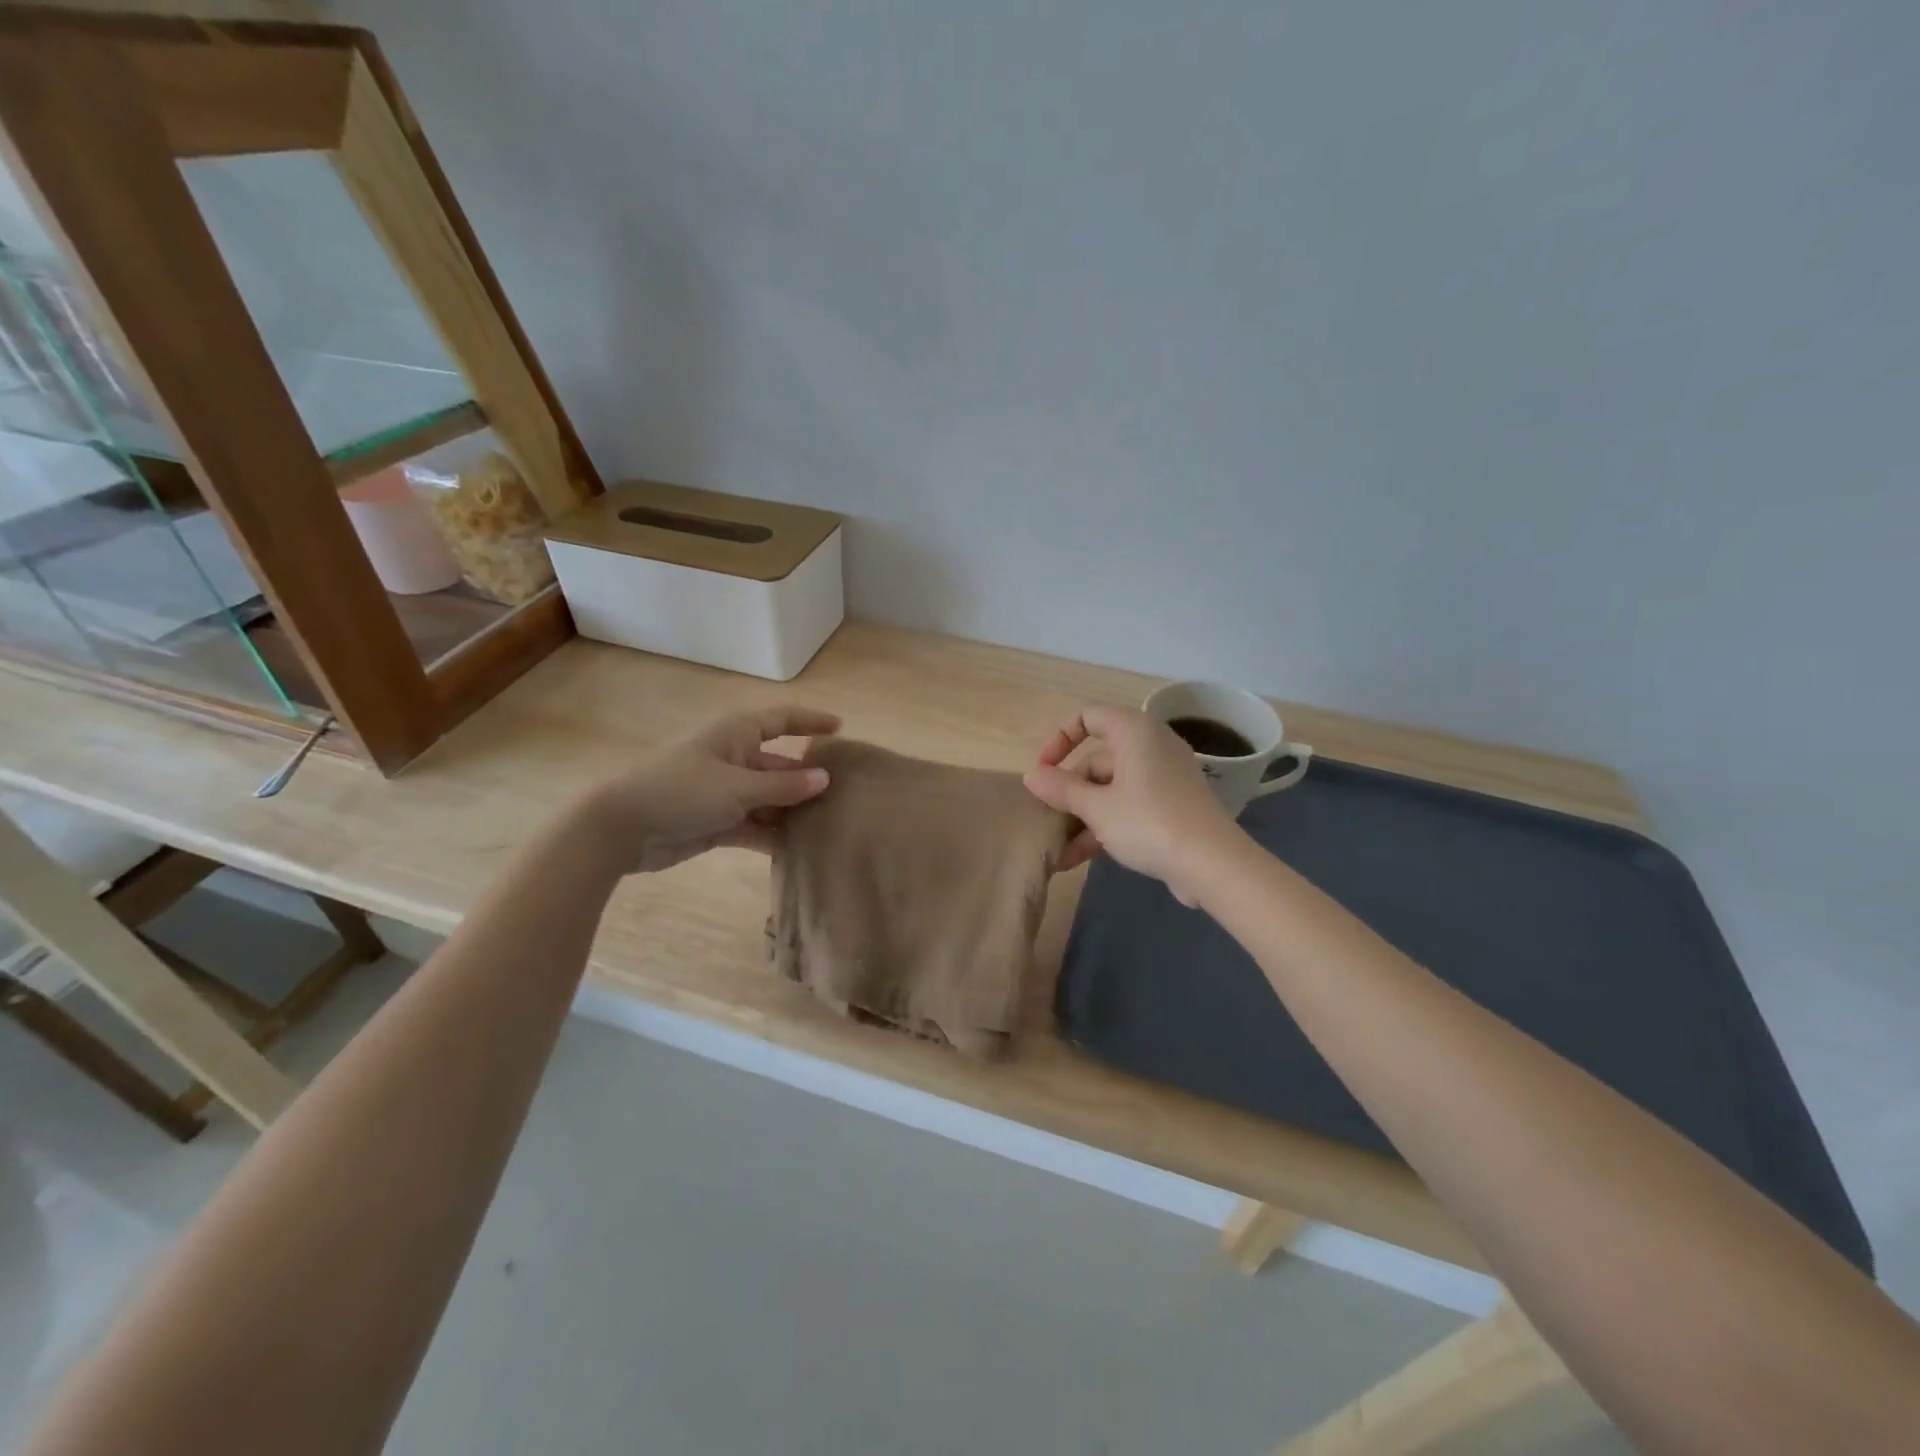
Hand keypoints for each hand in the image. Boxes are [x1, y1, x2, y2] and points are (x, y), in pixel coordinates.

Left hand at [582, 705, 840, 874]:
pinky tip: (800, 850)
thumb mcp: (738, 787)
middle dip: (809, 780)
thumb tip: (824, 779)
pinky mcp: (717, 822)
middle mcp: (734, 759)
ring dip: (794, 813)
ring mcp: (725, 792)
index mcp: (736, 735)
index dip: (811, 722)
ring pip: (770, 799)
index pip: (782, 720)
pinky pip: (755, 825)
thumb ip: (783, 787)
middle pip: (781, 766)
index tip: (841, 729)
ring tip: (831, 827)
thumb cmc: (681, 791)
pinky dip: (773, 835)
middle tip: (847, 796)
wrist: (621, 828)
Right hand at [1024, 704, 1242, 903]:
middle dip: (1068, 793)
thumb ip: (1061, 789)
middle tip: (1047, 821)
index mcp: (1134, 732)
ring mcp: (1163, 778)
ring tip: (1057, 851)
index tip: (1043, 772)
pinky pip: (1129, 806)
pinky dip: (1105, 825)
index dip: (1059, 740)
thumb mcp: (1097, 808)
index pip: (1088, 717)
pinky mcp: (1171, 805)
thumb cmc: (1149, 822)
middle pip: (1096, 760)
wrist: (1214, 864)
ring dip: (1082, 817)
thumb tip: (1032, 776)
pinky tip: (1079, 859)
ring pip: (1110, 788)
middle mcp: (1150, 746)